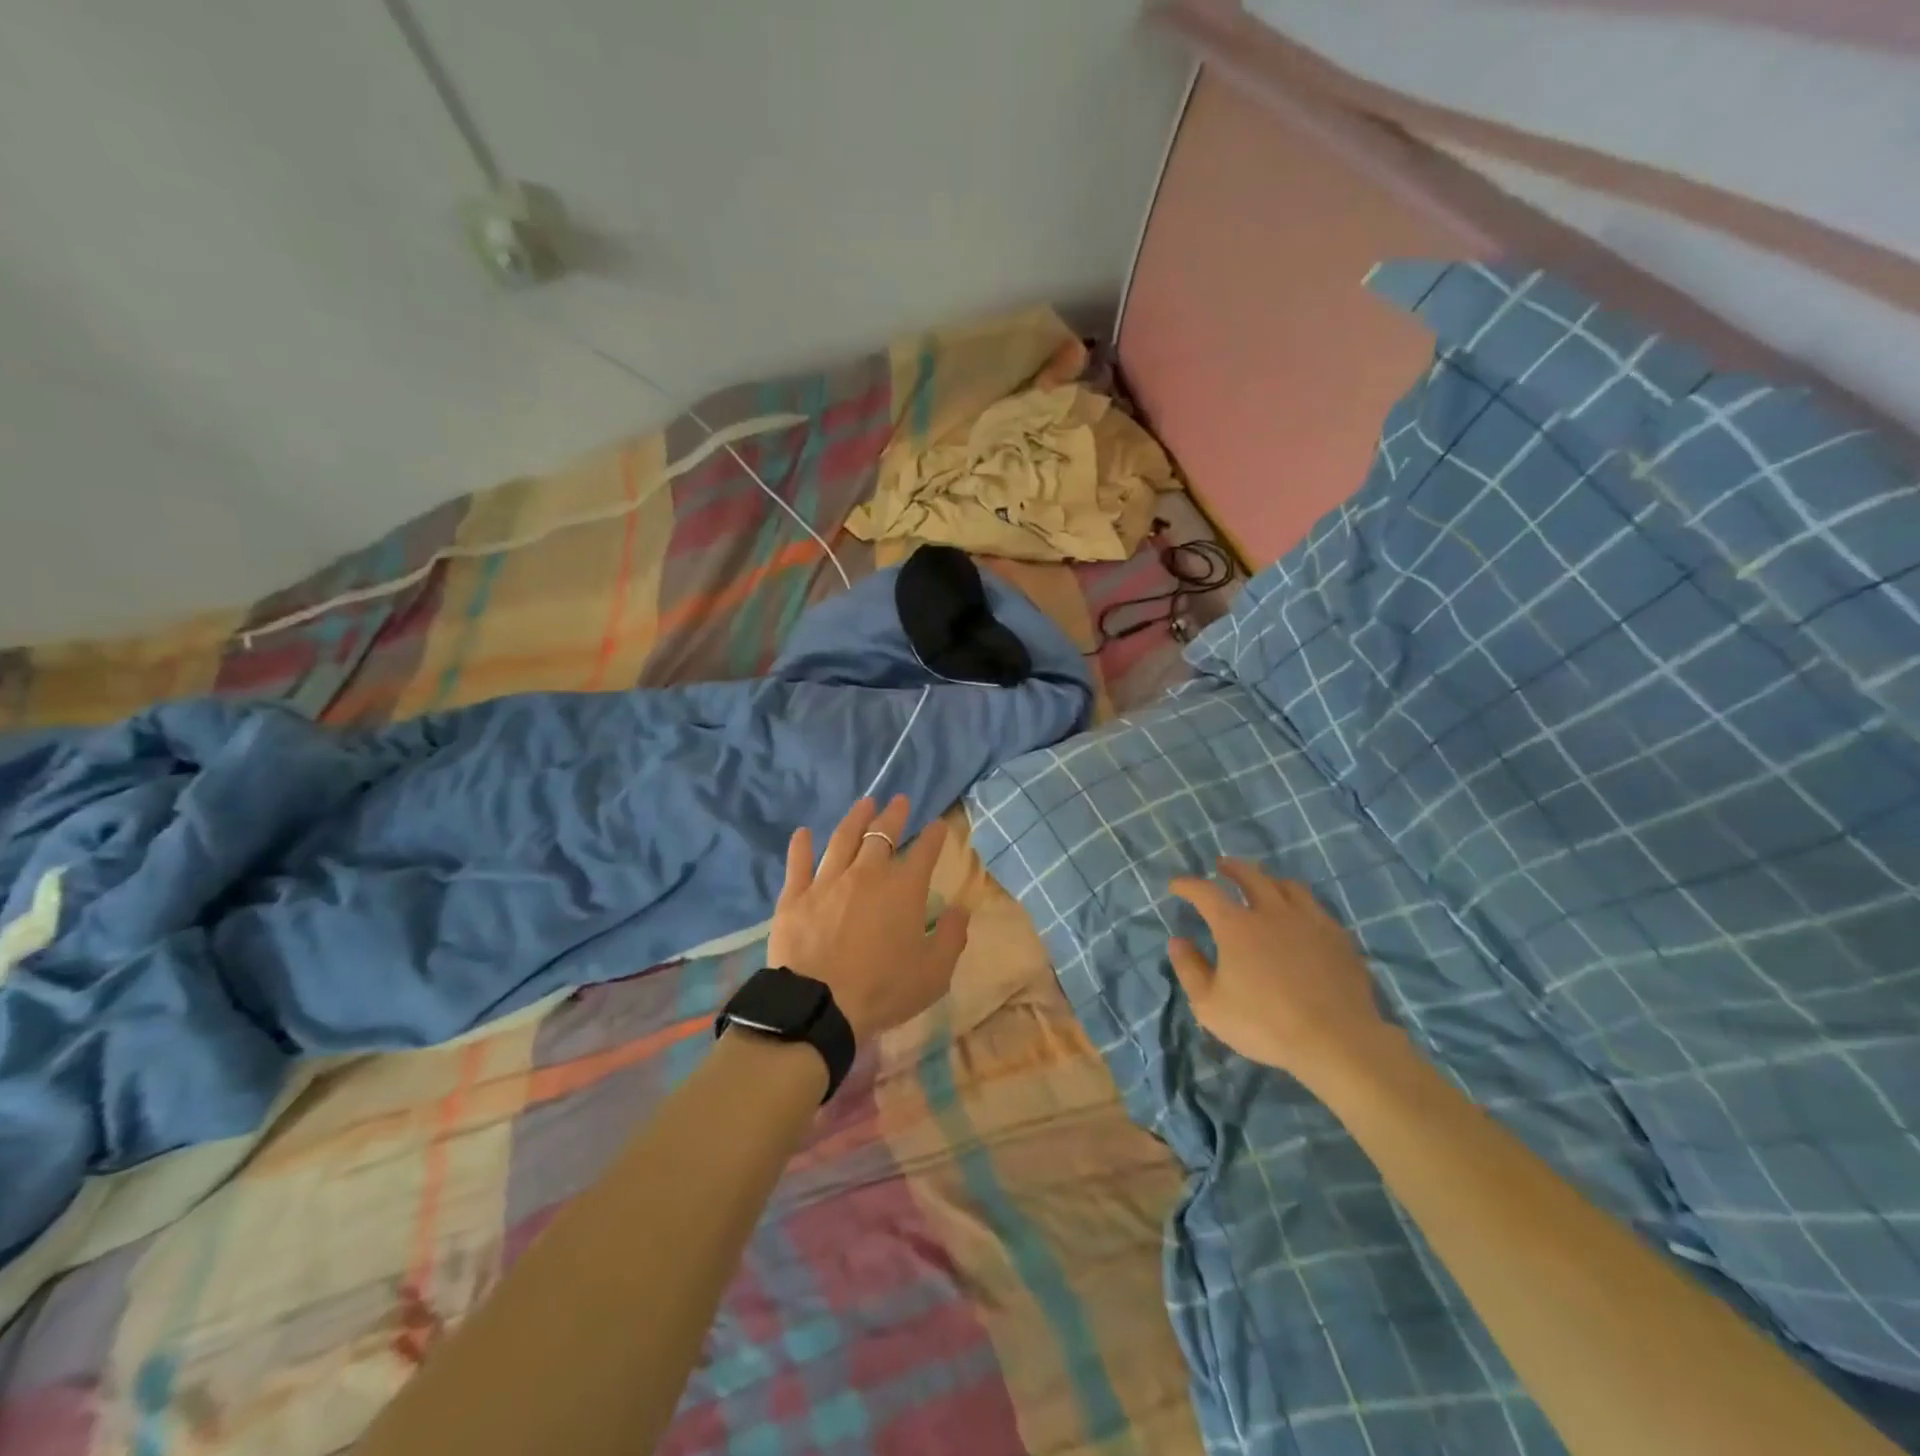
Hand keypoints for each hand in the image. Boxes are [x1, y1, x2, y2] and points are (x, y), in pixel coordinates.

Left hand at [769, 797, 969, 1041]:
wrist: (819, 1007)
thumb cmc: (883, 990)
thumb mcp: (934, 973)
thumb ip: (952, 937)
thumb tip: (961, 910)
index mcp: (903, 889)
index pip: (924, 852)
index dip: (934, 836)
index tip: (939, 825)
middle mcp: (866, 874)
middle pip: (882, 834)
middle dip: (894, 815)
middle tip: (900, 801)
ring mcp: (827, 881)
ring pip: (843, 839)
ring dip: (856, 818)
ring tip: (864, 803)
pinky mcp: (795, 896)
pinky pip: (798, 863)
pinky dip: (801, 845)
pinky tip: (803, 832)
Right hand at [1167, 858, 1397, 1084]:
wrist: (1336, 1041)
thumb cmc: (1265, 1024)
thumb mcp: (1210, 1005)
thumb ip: (1190, 969)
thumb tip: (1178, 941)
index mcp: (1236, 926)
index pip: (1206, 892)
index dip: (1188, 885)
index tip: (1177, 885)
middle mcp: (1272, 913)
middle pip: (1251, 876)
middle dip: (1232, 868)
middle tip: (1222, 866)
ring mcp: (1310, 922)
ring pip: (1288, 886)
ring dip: (1269, 880)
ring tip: (1264, 884)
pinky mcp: (1338, 938)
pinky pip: (1316, 908)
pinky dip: (1300, 904)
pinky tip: (1300, 917)